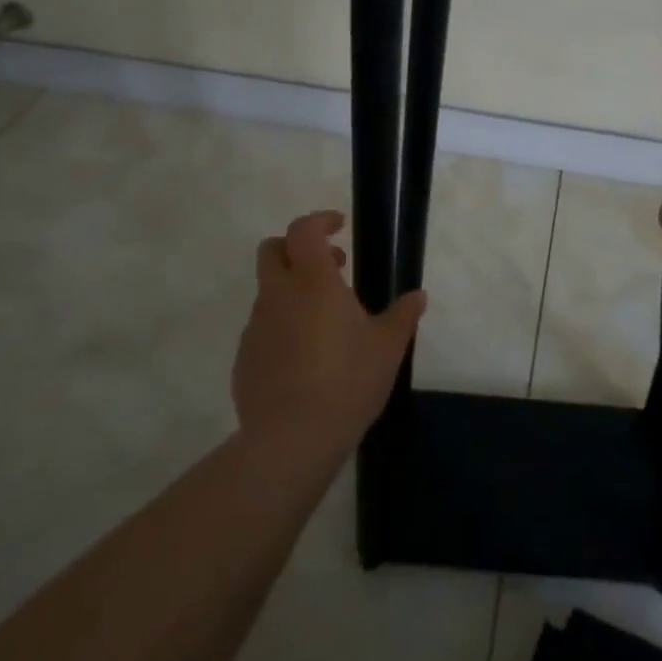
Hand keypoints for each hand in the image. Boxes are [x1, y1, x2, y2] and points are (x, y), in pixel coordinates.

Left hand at [233, 211, 425, 457]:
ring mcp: (256, 327)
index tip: (340, 226)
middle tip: (331, 266)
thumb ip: (403, 315)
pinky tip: (305, 357)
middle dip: (296, 248)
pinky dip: (282, 326)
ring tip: (326, 321)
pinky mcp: (244, 358)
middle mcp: (278, 295)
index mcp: (312, 282)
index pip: (303, 230)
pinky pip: (263, 327)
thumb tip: (417, 296)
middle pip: (272, 250)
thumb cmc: (347, 381)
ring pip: (269, 291)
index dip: (320, 220)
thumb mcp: (388, 347)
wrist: (291, 440)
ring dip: (293, 291)